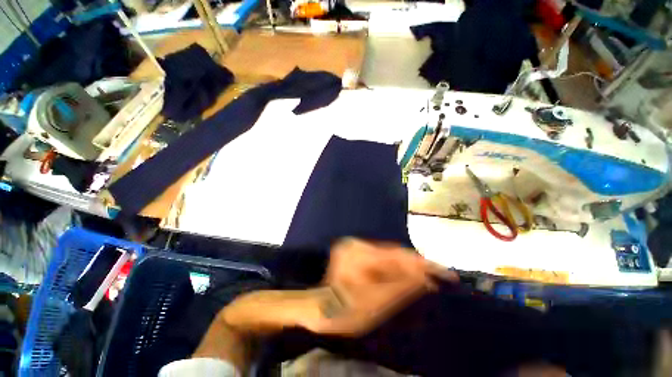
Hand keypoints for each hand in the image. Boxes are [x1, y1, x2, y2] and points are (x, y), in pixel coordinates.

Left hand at [299, 238, 456, 335]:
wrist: (320, 309)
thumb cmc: (345, 311)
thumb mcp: (375, 304)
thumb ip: (401, 287)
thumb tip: (427, 278)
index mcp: (359, 255)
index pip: (397, 256)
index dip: (421, 264)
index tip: (444, 272)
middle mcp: (357, 245)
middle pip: (393, 253)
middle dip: (415, 265)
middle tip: (440, 275)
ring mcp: (354, 247)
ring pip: (387, 255)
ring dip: (406, 266)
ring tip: (428, 276)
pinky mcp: (355, 252)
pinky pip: (380, 258)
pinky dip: (394, 267)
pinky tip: (406, 274)